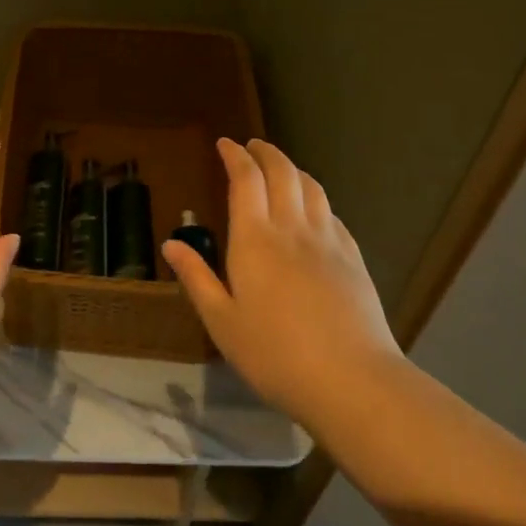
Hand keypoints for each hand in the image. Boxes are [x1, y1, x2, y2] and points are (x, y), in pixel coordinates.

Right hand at [162, 138, 401, 424]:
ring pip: (312, 188)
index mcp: (254, 239)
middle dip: (265, 152)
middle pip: (282, 173)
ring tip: (281, 168)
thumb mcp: (221, 322)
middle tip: (252, 146)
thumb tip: (171, 244)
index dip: (235, 156)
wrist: (352, 381)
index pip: (245, 179)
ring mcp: (328, 242)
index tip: (225, 144)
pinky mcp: (353, 260)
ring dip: (293, 169)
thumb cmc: (275, 354)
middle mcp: (292, 229)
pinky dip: (317, 199)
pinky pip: (332, 215)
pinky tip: (314, 211)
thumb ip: (197, 278)